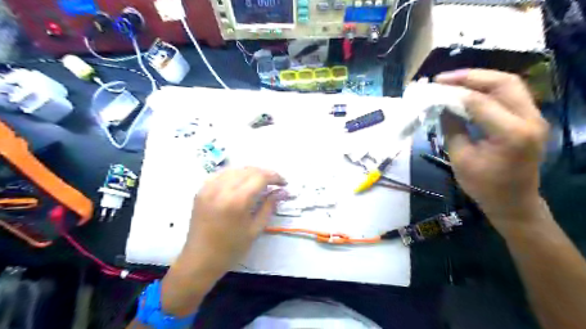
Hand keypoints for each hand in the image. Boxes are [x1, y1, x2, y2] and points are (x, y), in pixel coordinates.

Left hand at [182, 167, 285, 271]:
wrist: (199, 260)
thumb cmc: (231, 249)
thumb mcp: (255, 229)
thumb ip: (269, 206)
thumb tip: (281, 191)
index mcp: (237, 201)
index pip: (260, 177)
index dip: (275, 177)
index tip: (284, 183)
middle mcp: (222, 189)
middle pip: (248, 170)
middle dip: (265, 173)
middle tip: (274, 182)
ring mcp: (208, 187)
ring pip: (235, 169)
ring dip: (250, 172)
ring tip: (259, 182)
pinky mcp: (201, 190)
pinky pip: (221, 174)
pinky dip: (234, 174)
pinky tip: (240, 182)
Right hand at [440, 69, 549, 231]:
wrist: (514, 202)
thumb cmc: (484, 186)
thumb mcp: (461, 158)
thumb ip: (452, 128)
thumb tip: (442, 106)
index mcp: (511, 133)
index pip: (480, 101)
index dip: (454, 92)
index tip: (433, 88)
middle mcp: (530, 119)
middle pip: (503, 82)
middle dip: (471, 76)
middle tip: (445, 78)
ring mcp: (535, 118)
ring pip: (510, 85)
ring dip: (481, 79)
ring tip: (455, 81)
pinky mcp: (531, 120)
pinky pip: (511, 95)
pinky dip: (489, 89)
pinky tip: (470, 91)